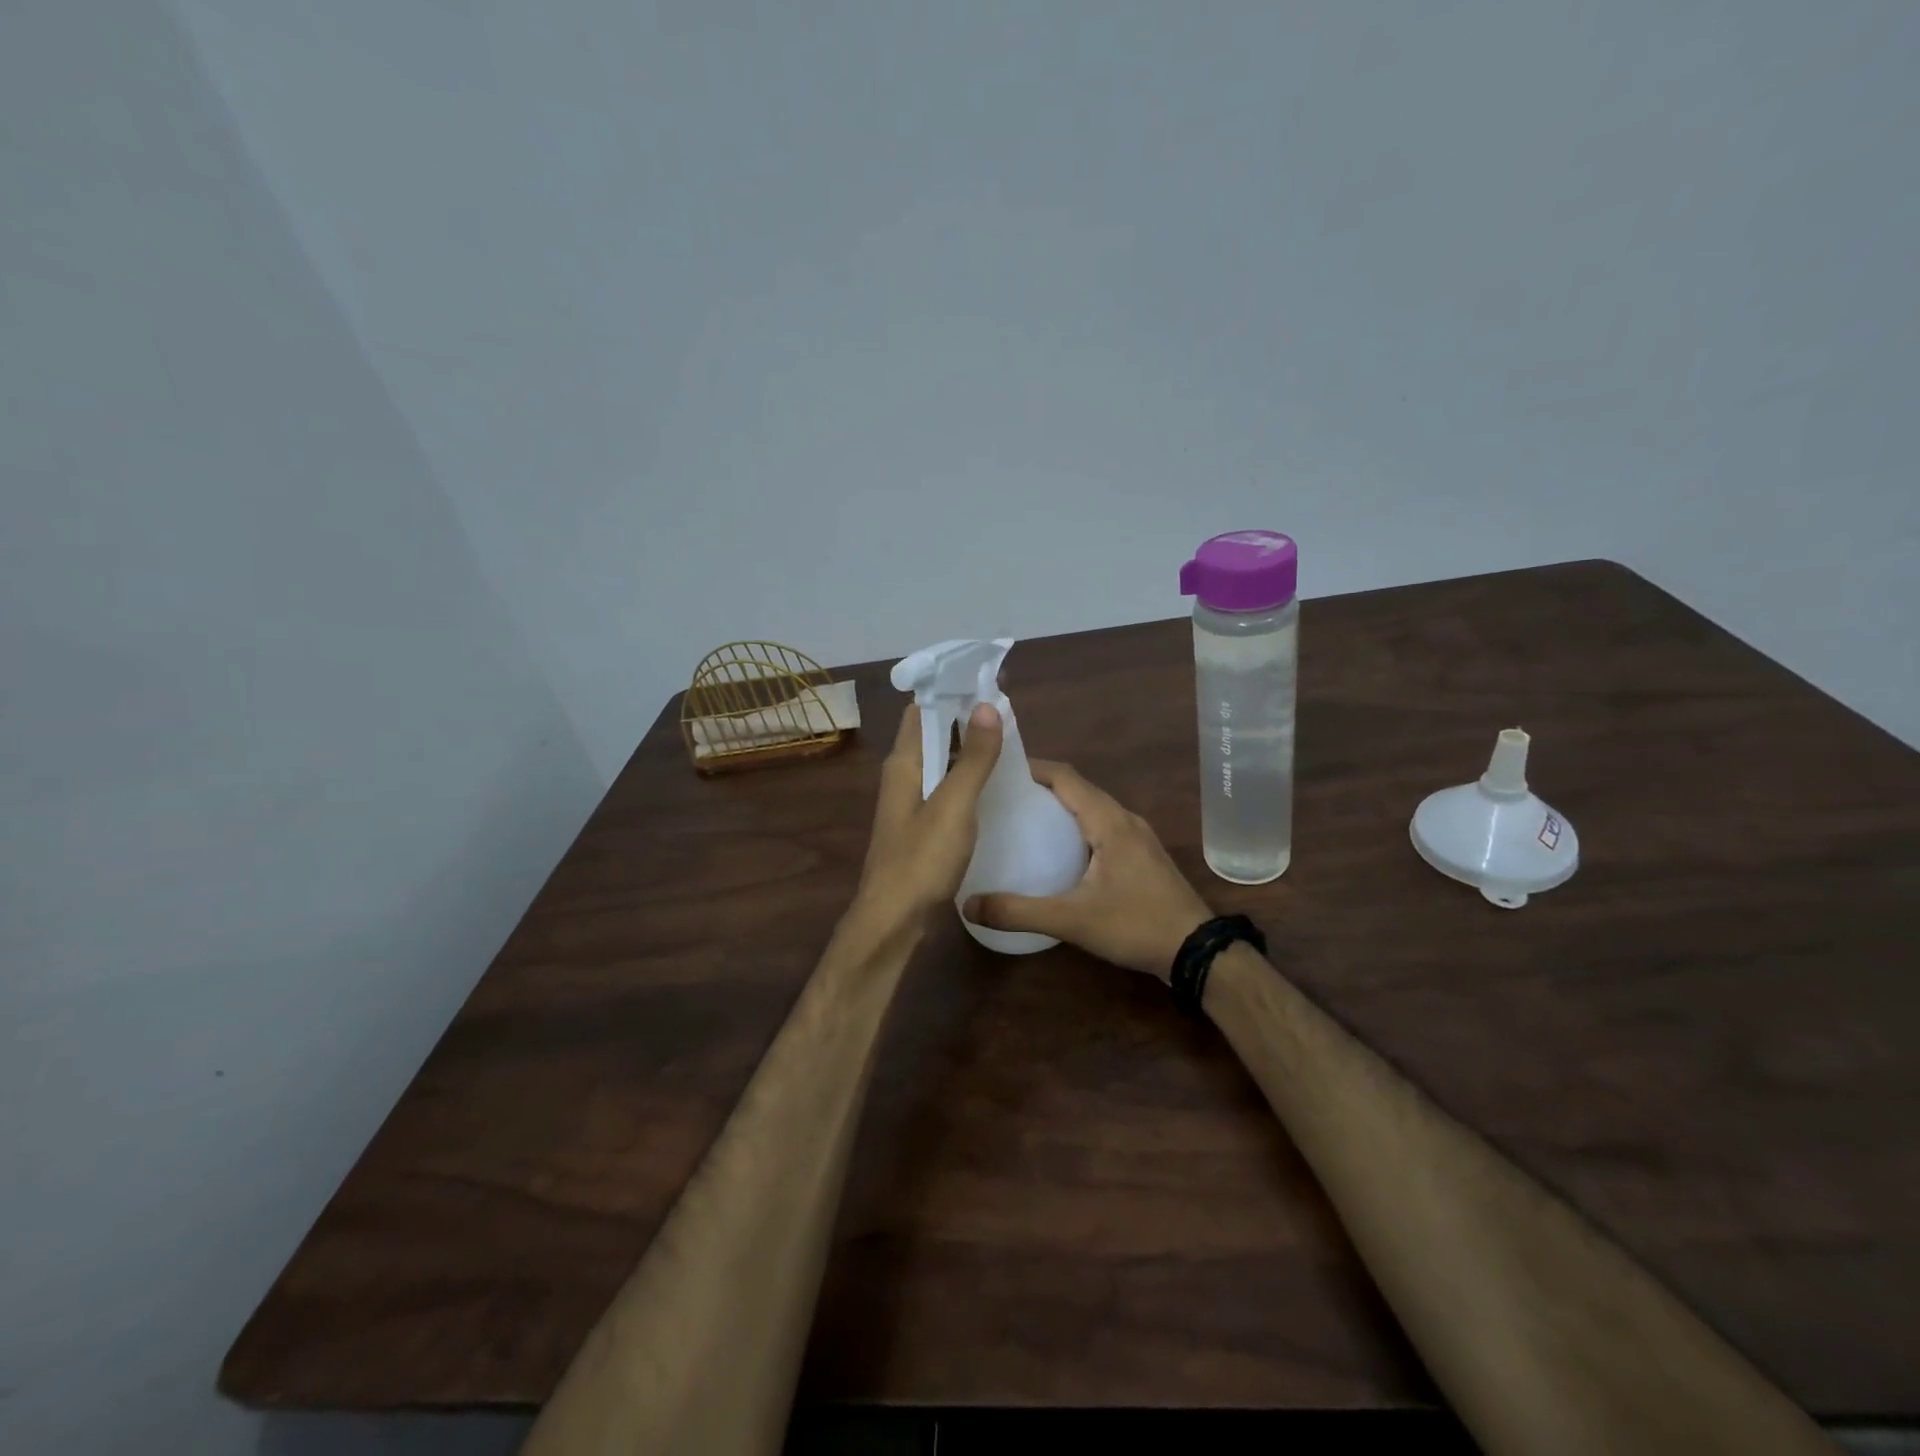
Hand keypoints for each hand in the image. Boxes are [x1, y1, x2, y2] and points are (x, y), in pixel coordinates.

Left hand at [850, 701, 1003, 936]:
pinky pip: (945, 788)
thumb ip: (973, 757)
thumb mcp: (953, 805)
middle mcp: (903, 776)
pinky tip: (993, 784)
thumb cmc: (921, 860)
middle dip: (965, 717)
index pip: (923, 710)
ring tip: (1008, 740)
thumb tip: (987, 705)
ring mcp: (910, 802)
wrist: (893, 919)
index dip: (951, 692)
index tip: (987, 680)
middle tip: (1008, 710)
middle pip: (933, 733)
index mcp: (904, 763)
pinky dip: (966, 777)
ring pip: (940, 762)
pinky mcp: (921, 826)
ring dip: (968, 748)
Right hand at [963, 761, 1212, 980]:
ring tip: (1022, 819)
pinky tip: (1057, 850)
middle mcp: (1125, 819)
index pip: (1065, 776)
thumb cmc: (1136, 925)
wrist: (1197, 951)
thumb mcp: (1072, 921)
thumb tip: (968, 905)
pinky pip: (1102, 826)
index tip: (997, 770)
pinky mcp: (1142, 855)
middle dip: (1040, 786)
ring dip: (1059, 806)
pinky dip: (1076, 826)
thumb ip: (1019, 912)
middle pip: (1078, 788)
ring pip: (1092, 807)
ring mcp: (1137, 837)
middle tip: (1001, 797)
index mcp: (1109, 821)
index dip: (1032, 767)